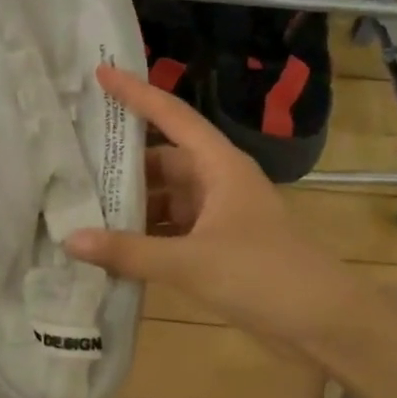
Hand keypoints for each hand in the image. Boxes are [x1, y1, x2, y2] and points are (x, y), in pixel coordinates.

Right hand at [63, 65, 353, 341]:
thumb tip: (69, 239)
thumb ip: (128, 251)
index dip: (136, 93)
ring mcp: (216, 216)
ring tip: (79, 204)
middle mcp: (216, 183)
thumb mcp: (190, 262)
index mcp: (219, 167)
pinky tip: (109, 246)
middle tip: (70, 160)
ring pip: (162, 197)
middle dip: (120, 162)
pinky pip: (168, 230)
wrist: (328, 325)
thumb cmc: (264, 276)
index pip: (172, 116)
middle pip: (160, 160)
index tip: (100, 72)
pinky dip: (141, 235)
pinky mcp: (215, 247)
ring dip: (129, 204)